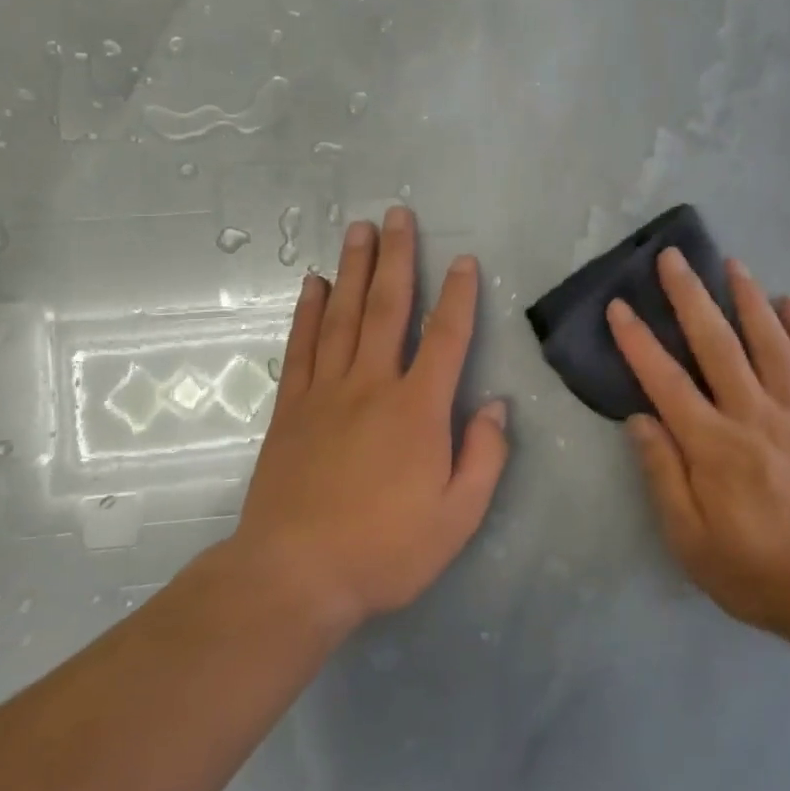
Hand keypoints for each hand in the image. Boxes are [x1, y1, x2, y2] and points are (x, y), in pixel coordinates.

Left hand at [231, 206, 508, 634]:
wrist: (294, 576)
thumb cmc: (386, 550)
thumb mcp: (458, 517)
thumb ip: (484, 457)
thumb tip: (497, 407)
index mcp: (418, 409)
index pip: (446, 337)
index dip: (459, 296)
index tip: (464, 260)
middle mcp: (372, 386)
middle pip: (387, 308)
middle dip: (397, 258)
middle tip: (398, 214)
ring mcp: (326, 393)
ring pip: (342, 316)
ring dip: (353, 269)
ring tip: (359, 229)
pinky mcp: (291, 409)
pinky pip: (301, 347)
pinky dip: (307, 312)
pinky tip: (312, 284)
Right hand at [608, 249, 789, 642]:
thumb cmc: (752, 570)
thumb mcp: (688, 539)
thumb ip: (662, 474)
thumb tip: (639, 419)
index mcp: (712, 445)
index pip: (665, 381)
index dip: (638, 342)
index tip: (620, 307)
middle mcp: (752, 415)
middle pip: (717, 344)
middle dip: (690, 297)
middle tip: (673, 258)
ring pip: (769, 343)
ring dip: (748, 299)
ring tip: (733, 264)